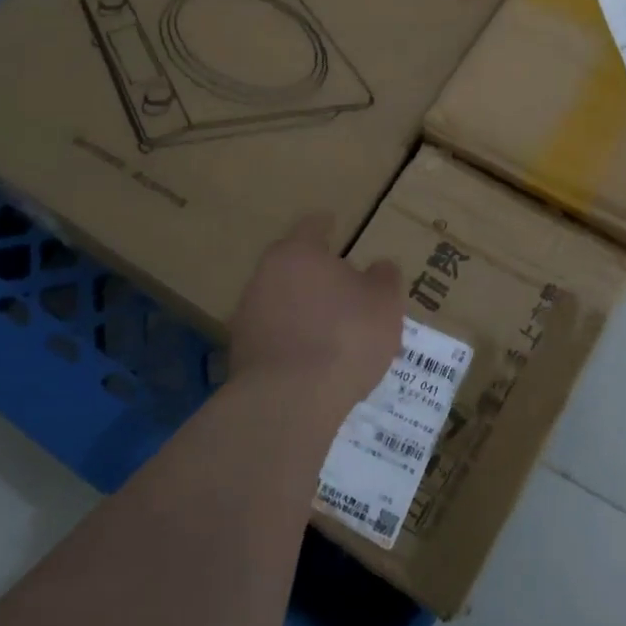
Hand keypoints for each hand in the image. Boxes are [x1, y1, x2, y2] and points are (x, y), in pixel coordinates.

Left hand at [228, 214, 402, 416]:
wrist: (288, 402)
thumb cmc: (346, 337)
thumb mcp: (385, 302)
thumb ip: (384, 278)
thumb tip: (378, 267)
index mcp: (298, 253)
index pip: (312, 227)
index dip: (325, 225)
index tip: (332, 223)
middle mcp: (265, 276)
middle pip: (293, 266)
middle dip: (315, 274)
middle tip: (342, 287)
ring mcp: (247, 316)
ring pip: (281, 302)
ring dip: (303, 310)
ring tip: (331, 331)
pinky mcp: (241, 354)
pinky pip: (274, 337)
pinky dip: (292, 341)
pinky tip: (312, 360)